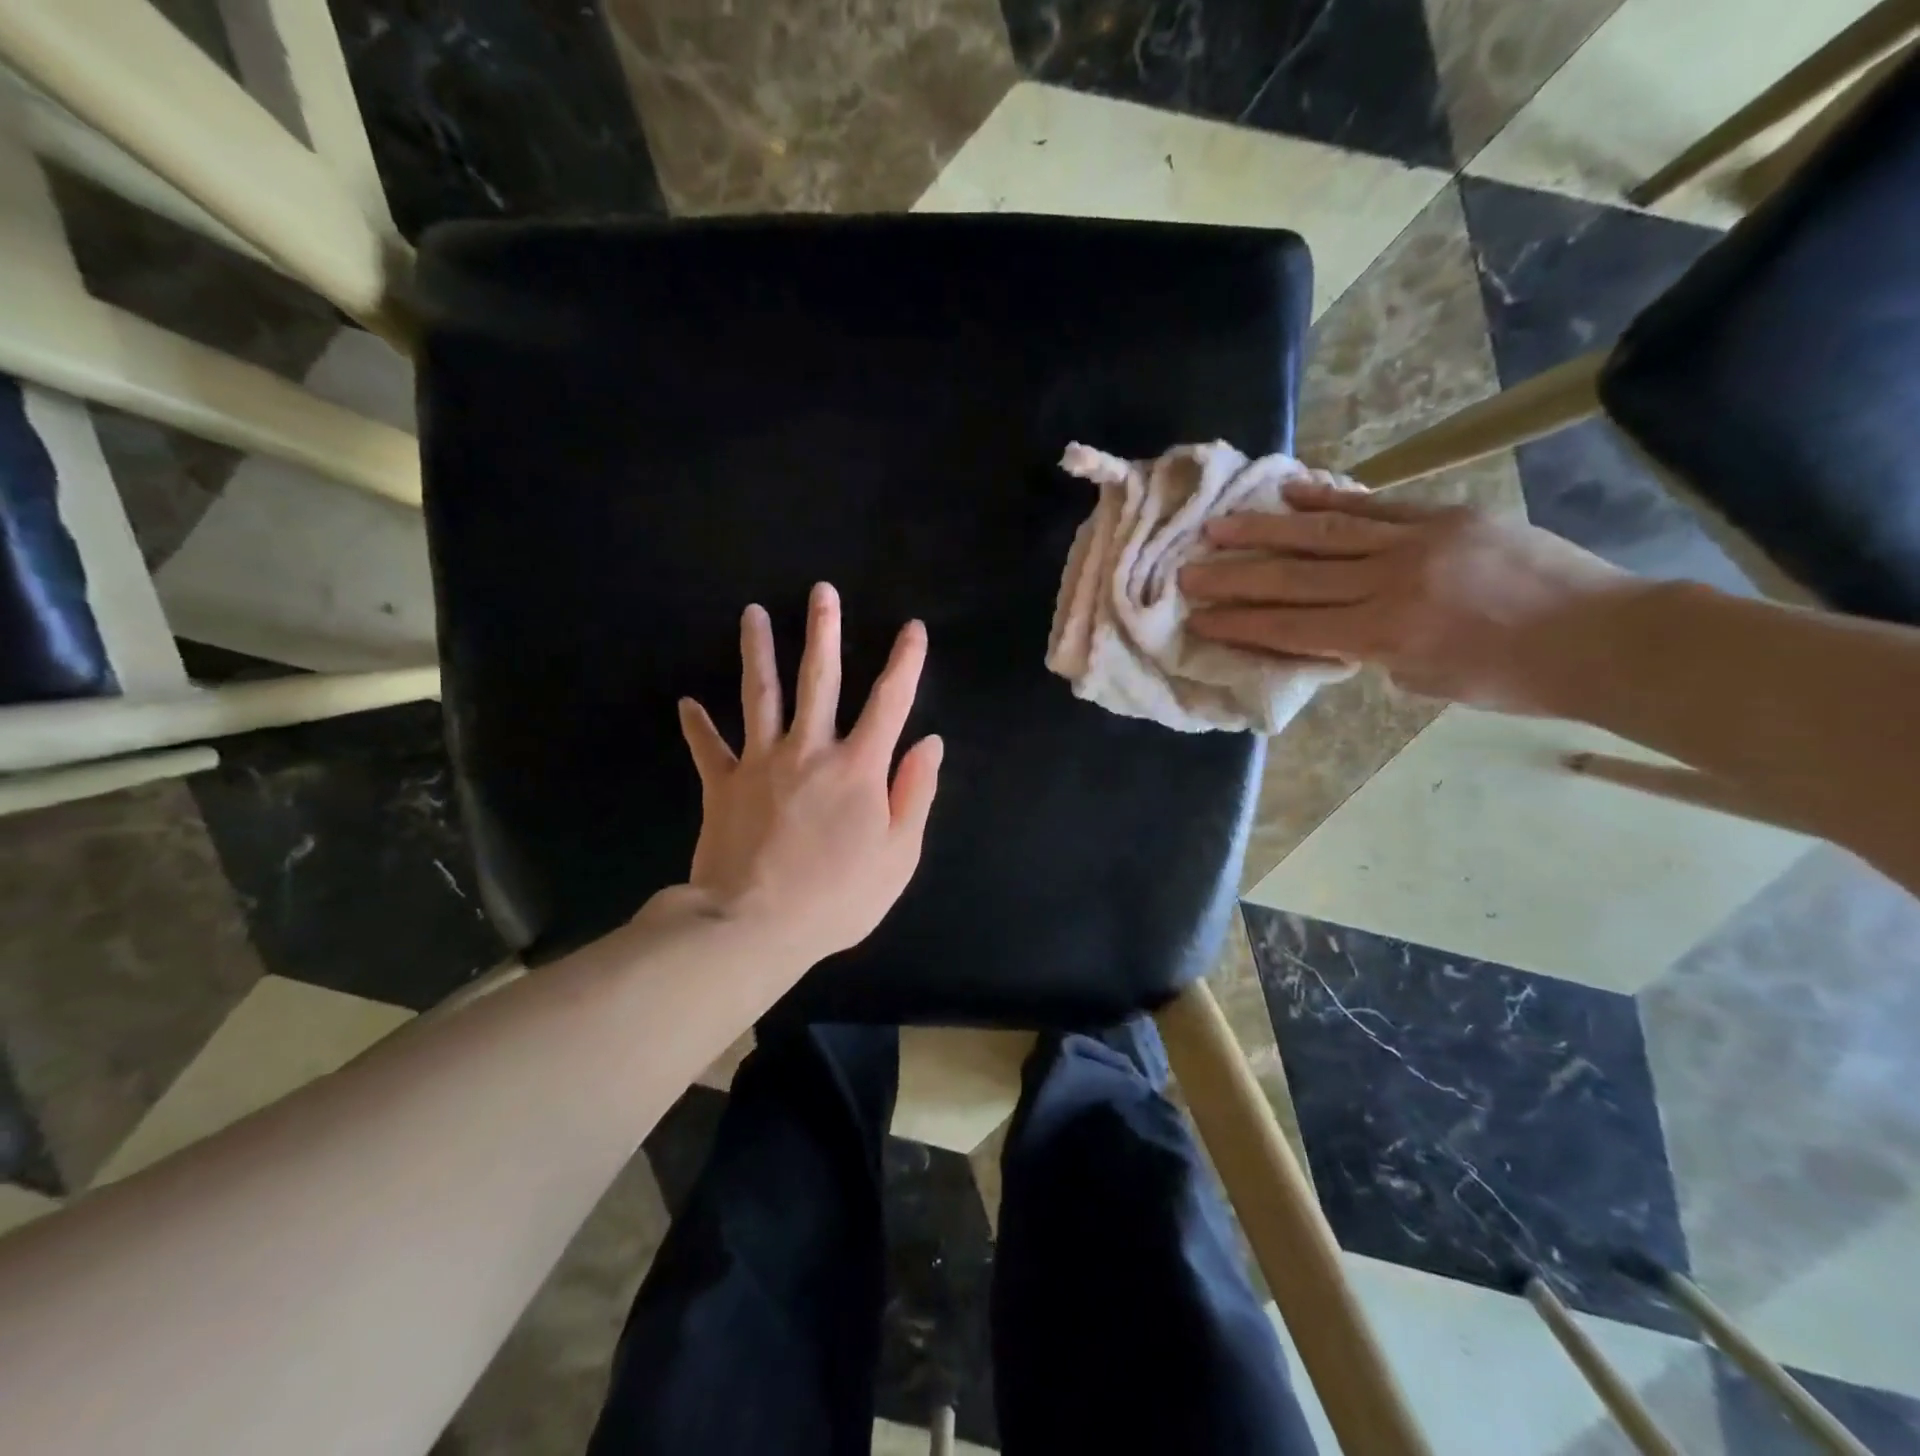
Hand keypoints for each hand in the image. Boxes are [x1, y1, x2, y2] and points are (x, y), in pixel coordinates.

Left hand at [672, 582, 942, 964]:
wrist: (753, 926)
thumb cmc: (837, 897)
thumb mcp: (898, 855)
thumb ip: (915, 794)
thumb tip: (930, 743)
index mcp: (857, 767)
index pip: (889, 702)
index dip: (905, 662)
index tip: (913, 629)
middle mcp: (809, 750)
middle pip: (817, 680)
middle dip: (824, 633)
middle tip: (821, 592)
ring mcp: (760, 763)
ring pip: (759, 695)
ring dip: (757, 652)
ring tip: (752, 615)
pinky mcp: (722, 785)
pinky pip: (709, 748)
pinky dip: (697, 725)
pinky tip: (686, 703)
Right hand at [1179, 478, 1632, 712]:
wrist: (1604, 636)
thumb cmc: (1511, 678)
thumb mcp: (1424, 682)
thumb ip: (1371, 653)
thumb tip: (1335, 631)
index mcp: (1384, 635)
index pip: (1292, 626)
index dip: (1240, 622)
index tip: (1199, 616)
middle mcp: (1390, 583)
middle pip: (1294, 578)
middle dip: (1234, 577)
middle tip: (1186, 571)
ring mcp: (1417, 541)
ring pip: (1323, 534)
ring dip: (1264, 531)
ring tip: (1218, 526)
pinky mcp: (1443, 515)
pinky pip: (1373, 506)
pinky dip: (1327, 500)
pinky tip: (1289, 492)